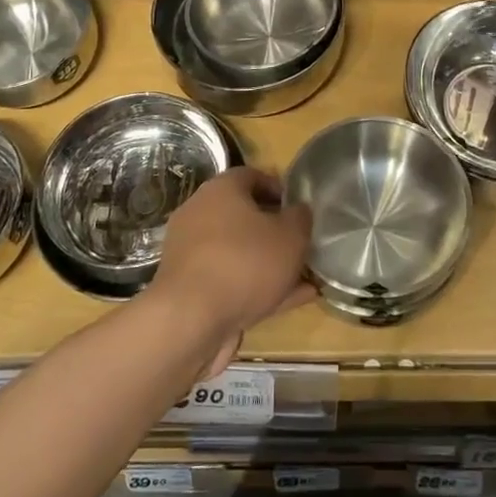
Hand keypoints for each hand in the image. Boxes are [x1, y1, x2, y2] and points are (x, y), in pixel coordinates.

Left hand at [146, 167, 314, 376]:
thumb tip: (299, 210)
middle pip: (245, 216)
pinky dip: (258, 288)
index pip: (252, 176)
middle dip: (276, 232)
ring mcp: (193, 254)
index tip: (300, 208)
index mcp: (220, 190)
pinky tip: (290, 302)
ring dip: (270, 264)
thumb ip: (300, 218)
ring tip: (304, 279)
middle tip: (303, 245)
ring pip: (240, 253)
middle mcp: (200, 215)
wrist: (191, 321)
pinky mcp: (191, 289)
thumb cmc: (245, 262)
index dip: (280, 189)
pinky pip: (231, 281)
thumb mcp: (290, 235)